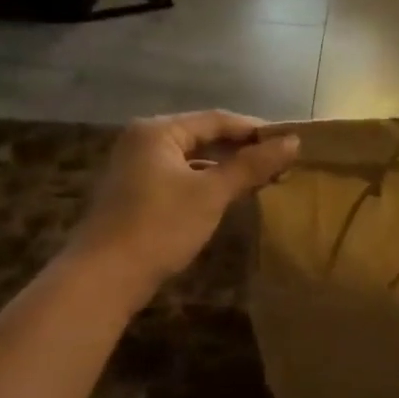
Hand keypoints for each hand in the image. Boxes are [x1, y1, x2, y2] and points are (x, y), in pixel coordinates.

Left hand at [70, 112, 298, 299]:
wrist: (104, 277)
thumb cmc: (160, 226)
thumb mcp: (211, 193)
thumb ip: (251, 165)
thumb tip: (293, 142)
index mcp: (158, 131)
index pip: (216, 120)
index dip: (255, 130)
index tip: (290, 142)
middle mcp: (143, 142)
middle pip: (203, 137)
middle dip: (242, 150)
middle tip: (281, 162)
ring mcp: (136, 169)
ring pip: (193, 160)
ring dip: (226, 169)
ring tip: (263, 179)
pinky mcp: (137, 196)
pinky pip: (181, 179)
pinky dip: (207, 185)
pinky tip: (229, 198)